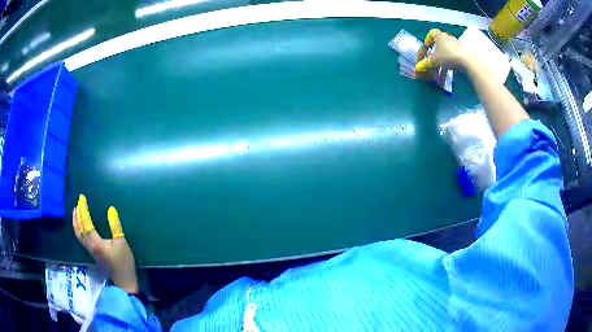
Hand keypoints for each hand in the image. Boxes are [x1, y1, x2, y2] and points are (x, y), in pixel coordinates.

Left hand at [72, 194, 138, 293]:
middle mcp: (90, 245)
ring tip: (76, 211)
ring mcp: (90, 250)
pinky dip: (78, 228)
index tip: (82, 198)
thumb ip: (115, 226)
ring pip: (78, 234)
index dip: (83, 210)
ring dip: (76, 221)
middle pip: (79, 228)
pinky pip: (81, 238)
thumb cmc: (123, 262)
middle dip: (78, 214)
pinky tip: (80, 225)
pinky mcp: (92, 252)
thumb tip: (110, 209)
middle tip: (78, 202)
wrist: (124, 281)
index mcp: (96, 242)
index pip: (86, 223)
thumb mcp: (122, 242)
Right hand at [415, 29, 473, 72]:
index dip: (428, 40)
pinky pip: (454, 58)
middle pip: (439, 45)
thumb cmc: (448, 56)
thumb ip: (426, 63)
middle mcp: (448, 38)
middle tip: (432, 64)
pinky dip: (450, 65)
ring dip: (442, 63)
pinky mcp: (464, 53)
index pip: (431, 33)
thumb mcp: (434, 60)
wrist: (468, 61)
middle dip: (435, 56)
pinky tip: (449, 74)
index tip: (427, 48)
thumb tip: (418, 68)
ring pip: (446, 54)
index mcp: (439, 36)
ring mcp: (457, 45)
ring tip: (441, 75)